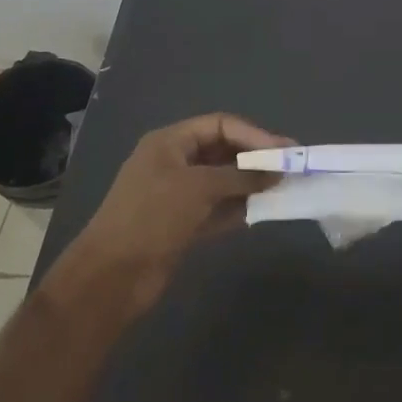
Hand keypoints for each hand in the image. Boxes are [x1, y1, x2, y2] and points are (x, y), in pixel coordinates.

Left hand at [61, 113, 288, 316]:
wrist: (112, 277)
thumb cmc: (153, 217)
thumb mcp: (199, 187)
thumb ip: (241, 177)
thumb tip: (277, 172)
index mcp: (170, 142)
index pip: (220, 125)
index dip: (254, 134)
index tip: (285, 149)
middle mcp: (174, 163)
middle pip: (223, 151)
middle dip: (256, 158)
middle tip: (290, 167)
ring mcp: (178, 195)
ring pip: (223, 181)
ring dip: (251, 184)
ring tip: (283, 188)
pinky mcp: (183, 224)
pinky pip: (219, 208)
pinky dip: (240, 207)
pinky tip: (263, 211)